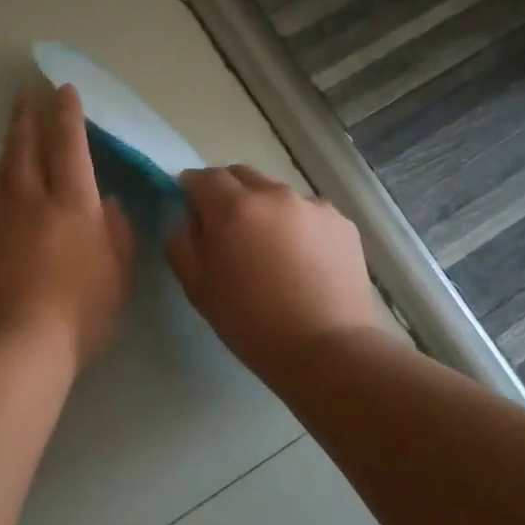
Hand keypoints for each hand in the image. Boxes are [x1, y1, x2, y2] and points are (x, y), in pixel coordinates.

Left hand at [0, 85, 134, 372]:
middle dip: (28, 115)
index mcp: (72, 203)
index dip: (67, 114)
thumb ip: (117, 233)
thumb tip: (108, 203)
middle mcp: (31, 200)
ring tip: (14, 131)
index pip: (69, 145)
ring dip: (9, 144)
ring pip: (2, 169)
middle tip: (25, 93)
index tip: (63, 91)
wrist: (16, 346)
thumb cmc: (81, 313)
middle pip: (25, 146)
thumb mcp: (118, 276)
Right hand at [166, 166, 375, 381]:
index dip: (191, 190)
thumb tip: (188, 220)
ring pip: (276, 194)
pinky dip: (297, 225)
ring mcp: (313, 206)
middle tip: (227, 230)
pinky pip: (308, 213)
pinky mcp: (342, 222)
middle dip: (227, 193)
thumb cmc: (250, 323)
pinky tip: (301, 260)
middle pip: (241, 175)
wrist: (325, 349)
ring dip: (264, 209)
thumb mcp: (197, 288)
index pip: (203, 177)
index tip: (191, 211)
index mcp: (233, 207)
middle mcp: (274, 194)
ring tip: (269, 249)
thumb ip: (181, 243)